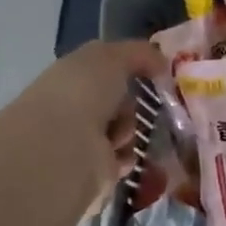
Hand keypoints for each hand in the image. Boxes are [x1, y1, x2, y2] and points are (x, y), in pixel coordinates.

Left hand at [0, 39, 166, 207]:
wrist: (64, 146)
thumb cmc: (83, 92)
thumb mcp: (112, 57)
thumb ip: (139, 54)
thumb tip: (162, 61)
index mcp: (71, 77)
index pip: (106, 72)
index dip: (130, 71)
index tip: (154, 75)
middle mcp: (74, 108)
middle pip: (120, 103)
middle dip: (132, 105)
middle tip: (140, 106)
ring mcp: (81, 141)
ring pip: (125, 131)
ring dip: (130, 131)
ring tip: (118, 135)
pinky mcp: (92, 172)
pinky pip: (123, 159)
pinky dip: (126, 157)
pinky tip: (117, 155)